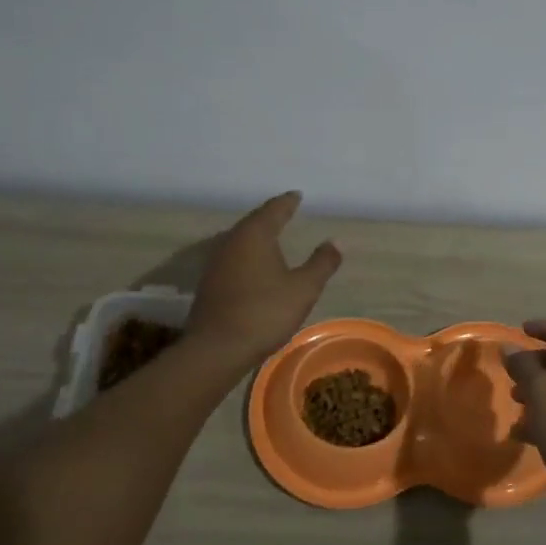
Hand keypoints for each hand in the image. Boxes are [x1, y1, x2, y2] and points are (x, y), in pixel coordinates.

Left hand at [190, 193, 341, 361]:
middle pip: (253, 222)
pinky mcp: (209, 283)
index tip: (297, 195)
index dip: (287, 202)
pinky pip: (232, 257)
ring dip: (256, 236)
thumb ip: (321, 263)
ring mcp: (216, 262)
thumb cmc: (264, 312)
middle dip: (270, 216)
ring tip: (271, 236)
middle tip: (285, 211)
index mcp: (255, 235)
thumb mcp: (303, 288)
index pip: (274, 210)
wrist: (217, 349)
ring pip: (240, 239)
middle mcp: (231, 241)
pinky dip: (247, 254)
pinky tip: (254, 264)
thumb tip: (335, 241)